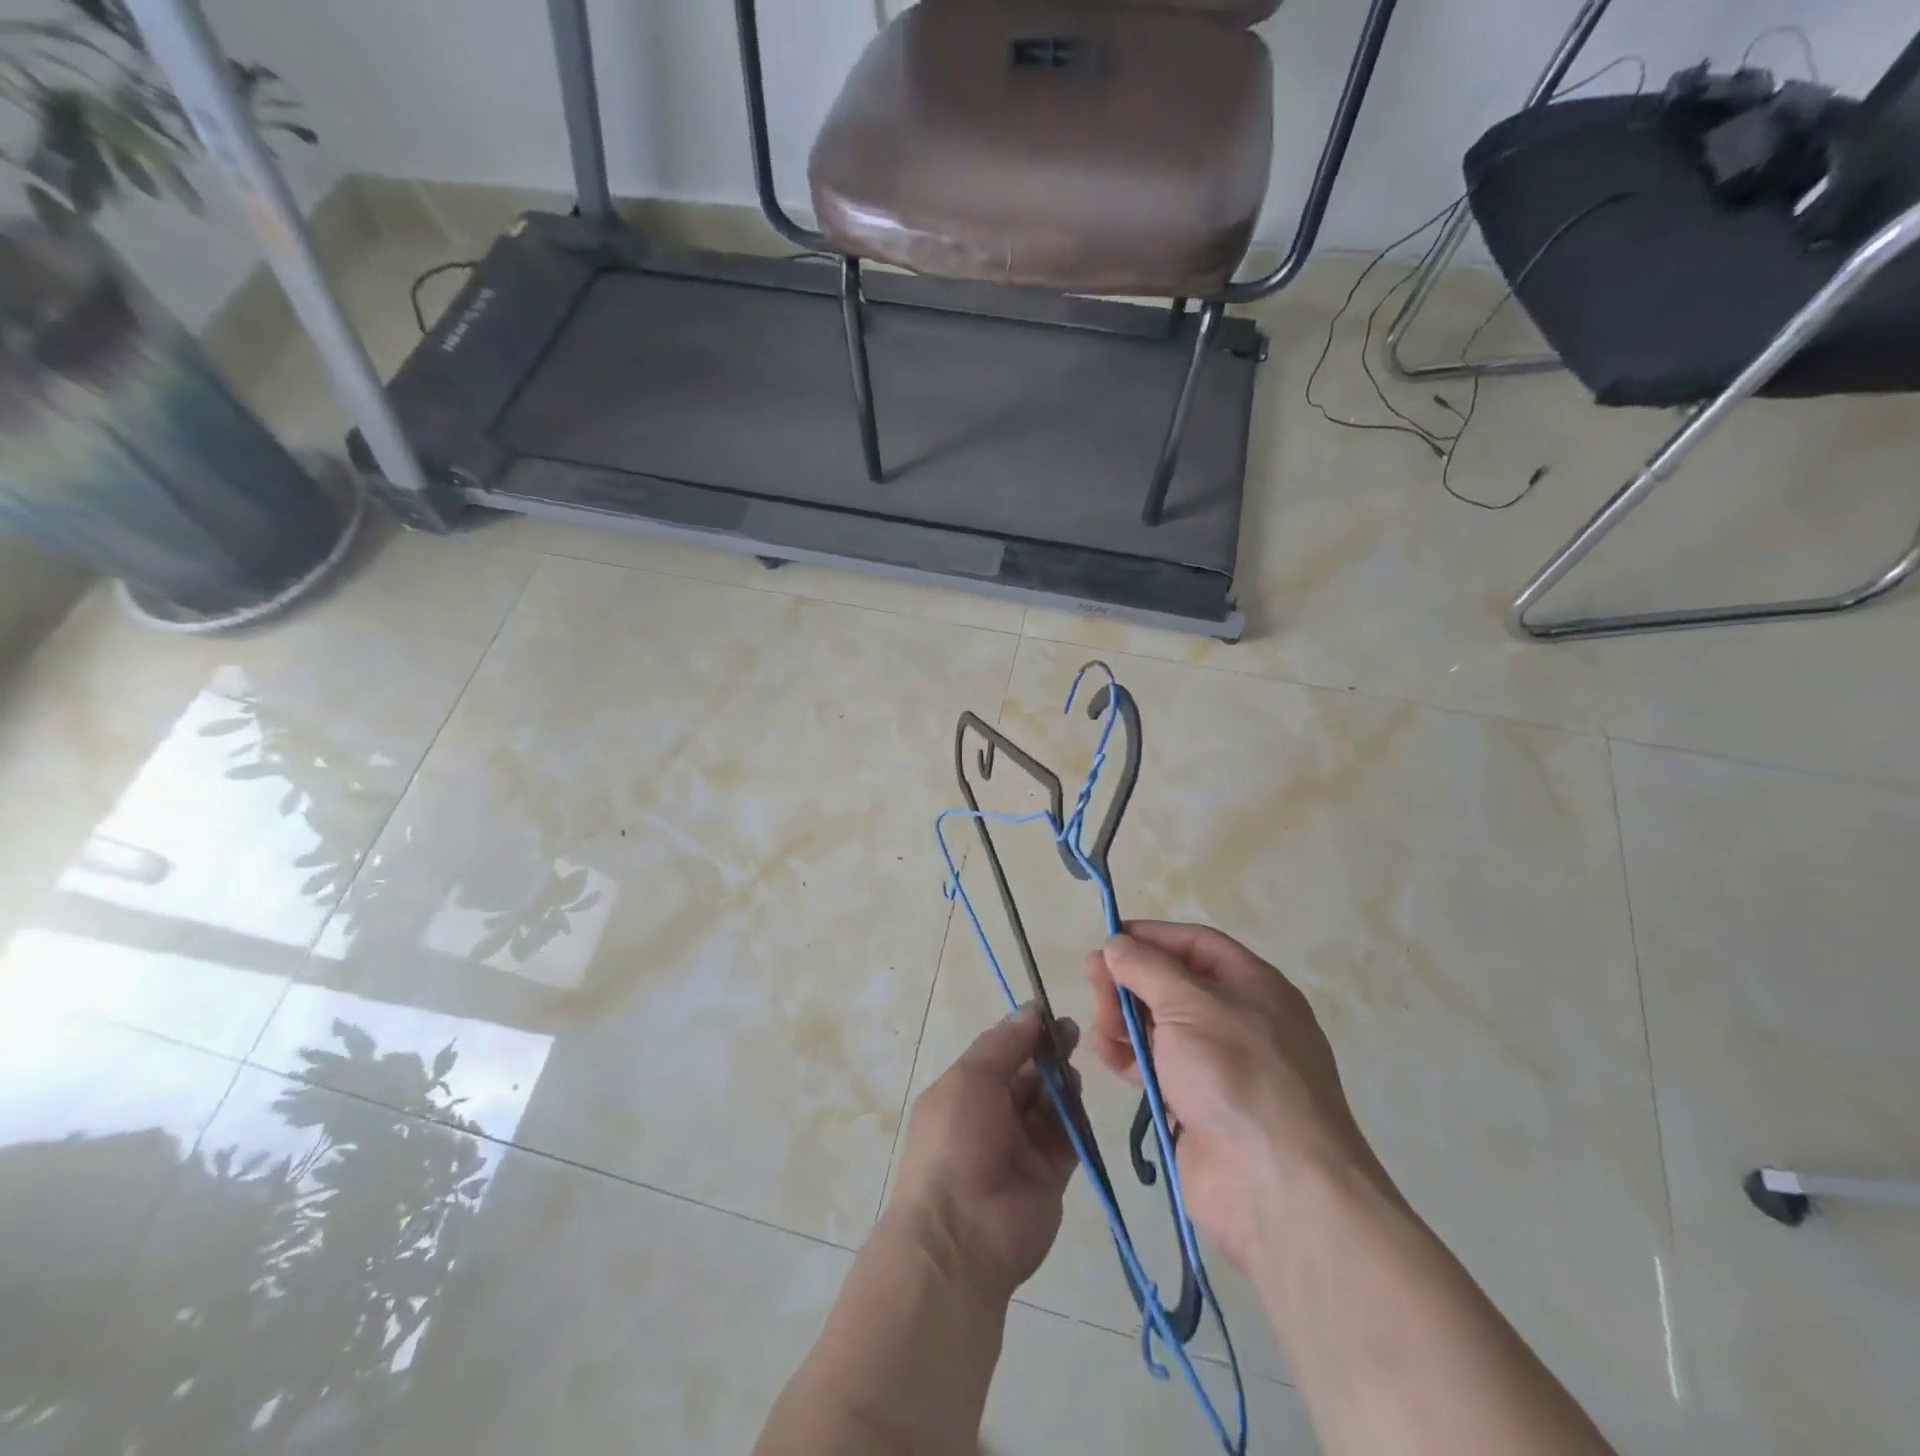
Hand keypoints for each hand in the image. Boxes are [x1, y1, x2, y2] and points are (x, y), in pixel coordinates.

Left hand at [888, 1003, 1080, 1300]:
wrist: (963, 1235)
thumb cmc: (956, 1141)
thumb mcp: (970, 1078)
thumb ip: (1004, 1043)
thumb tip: (1030, 1010)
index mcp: (964, 1092)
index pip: (999, 1054)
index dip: (1023, 1033)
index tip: (1048, 1013)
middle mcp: (992, 1116)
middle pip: (1026, 1076)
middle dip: (1047, 1053)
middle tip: (1071, 1032)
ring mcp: (1021, 1147)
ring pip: (1048, 1103)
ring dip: (1060, 1082)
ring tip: (1071, 1067)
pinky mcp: (1050, 1175)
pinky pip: (1067, 1137)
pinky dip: (1075, 1116)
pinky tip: (1078, 1096)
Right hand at [1084, 922, 1385, 1268]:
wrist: (1276, 1186)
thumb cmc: (1236, 1073)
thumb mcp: (1189, 1004)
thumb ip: (1147, 967)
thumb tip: (1118, 944)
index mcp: (1252, 986)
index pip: (1196, 944)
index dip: (1152, 937)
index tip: (1110, 939)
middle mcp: (1237, 1020)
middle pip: (1172, 984)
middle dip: (1129, 980)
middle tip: (1093, 982)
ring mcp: (1218, 1066)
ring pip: (1159, 1026)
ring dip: (1123, 1019)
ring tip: (1099, 1025)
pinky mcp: (1196, 1105)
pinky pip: (1155, 1067)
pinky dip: (1127, 1056)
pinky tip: (1104, 1053)